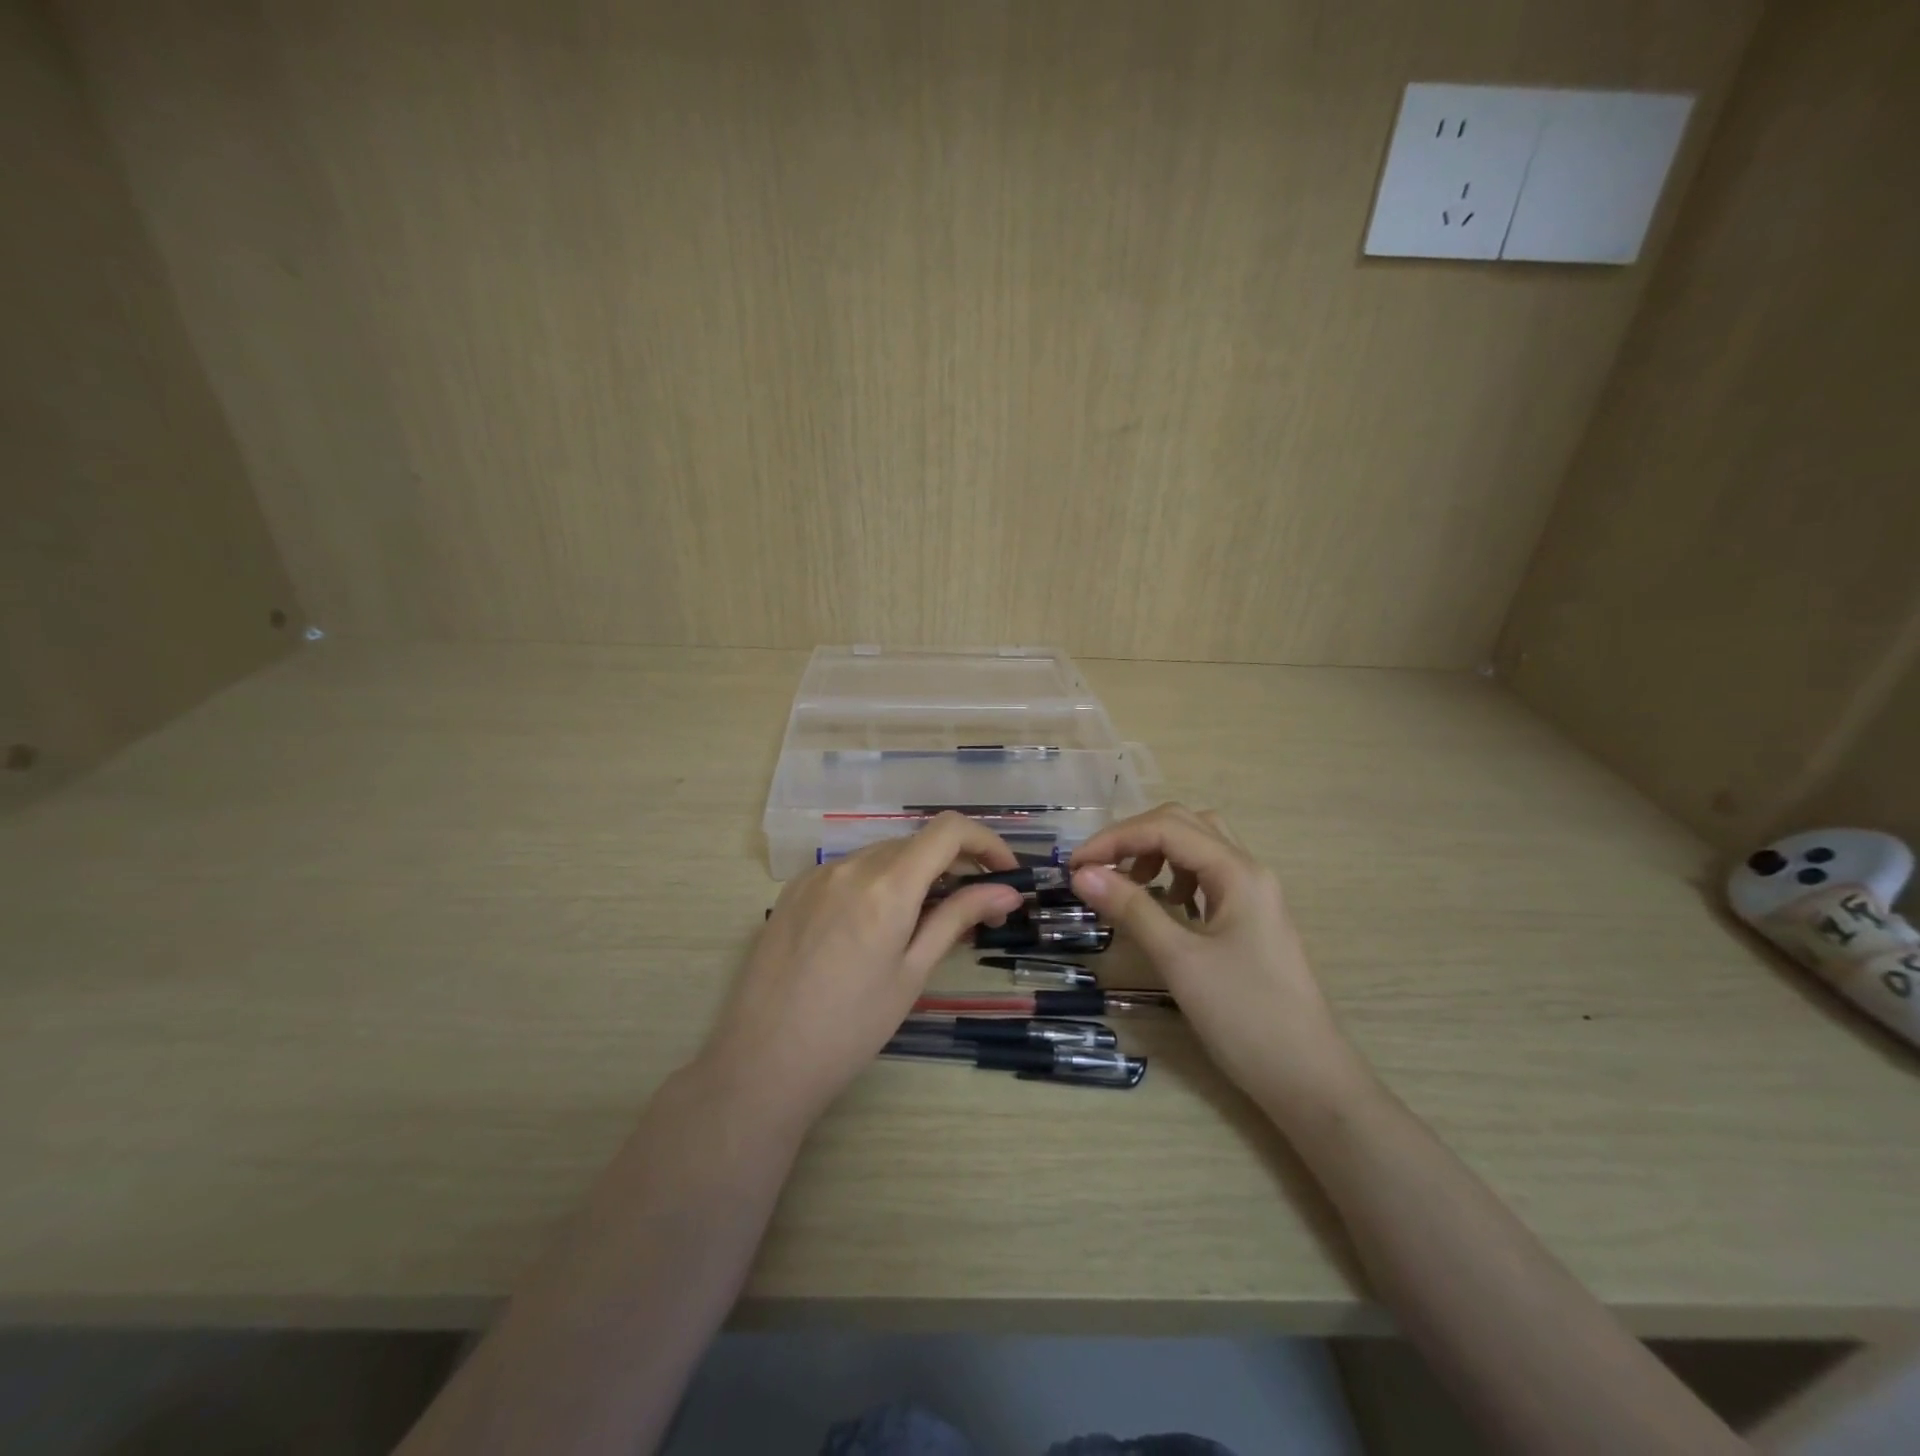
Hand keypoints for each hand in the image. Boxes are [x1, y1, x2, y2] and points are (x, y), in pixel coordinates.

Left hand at [702, 814, 1025, 1127]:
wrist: (763, 1060)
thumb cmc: (851, 1027)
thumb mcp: (912, 973)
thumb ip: (957, 919)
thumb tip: (1006, 892)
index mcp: (886, 885)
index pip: (949, 830)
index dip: (986, 841)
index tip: (1005, 873)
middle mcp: (851, 865)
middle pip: (917, 842)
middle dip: (954, 864)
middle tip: (974, 908)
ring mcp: (817, 874)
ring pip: (882, 855)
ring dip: (915, 874)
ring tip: (925, 921)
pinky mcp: (794, 890)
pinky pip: (849, 870)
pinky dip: (877, 882)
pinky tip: (875, 925)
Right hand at [1069, 804, 1361, 1111]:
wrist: (1308, 1079)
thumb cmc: (1245, 1016)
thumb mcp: (1179, 960)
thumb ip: (1131, 909)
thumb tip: (1082, 874)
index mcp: (1237, 872)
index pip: (1166, 828)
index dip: (1115, 838)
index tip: (1075, 866)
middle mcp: (1248, 871)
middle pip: (1184, 824)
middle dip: (1134, 837)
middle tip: (1097, 869)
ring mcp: (1253, 895)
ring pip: (1198, 847)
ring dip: (1156, 853)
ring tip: (1128, 885)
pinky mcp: (1250, 919)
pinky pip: (1206, 876)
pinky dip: (1175, 876)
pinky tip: (1162, 906)